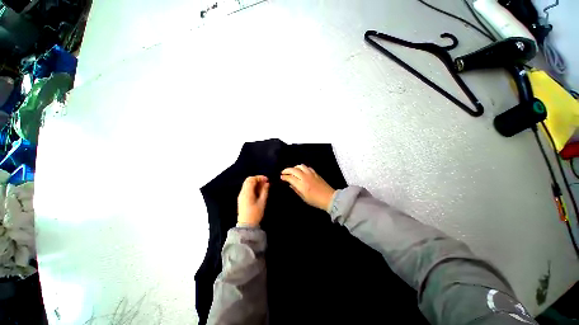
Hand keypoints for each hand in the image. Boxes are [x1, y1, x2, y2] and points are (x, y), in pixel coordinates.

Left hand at [238, 176, 269, 226]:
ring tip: (263, 186)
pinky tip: (258, 191)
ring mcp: (241, 195)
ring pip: (247, 184)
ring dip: (255, 183)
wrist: (246, 225)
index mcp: (247, 192)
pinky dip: (253, 187)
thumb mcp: (262, 202)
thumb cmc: (255, 214)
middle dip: (257, 179)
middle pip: (248, 180)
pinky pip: (247, 188)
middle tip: (265, 182)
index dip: (259, 177)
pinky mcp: (242, 198)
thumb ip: (264, 191)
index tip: (267, 180)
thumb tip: (267, 183)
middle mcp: (242, 192)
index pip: (251, 179)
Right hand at [280, 164, 335, 210]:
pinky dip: (302, 167)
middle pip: (294, 170)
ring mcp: (311, 174)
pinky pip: (307, 167)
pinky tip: (301, 170)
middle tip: (283, 172)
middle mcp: (305, 177)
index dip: (284, 176)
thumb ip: (296, 190)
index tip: (281, 177)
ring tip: (292, 170)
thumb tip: (290, 184)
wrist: (329, 198)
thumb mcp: (304, 198)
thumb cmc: (315, 200)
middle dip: (287, 170)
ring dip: (295, 167)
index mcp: (301, 185)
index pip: (290, 177)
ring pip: (300, 166)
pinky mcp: (315, 173)